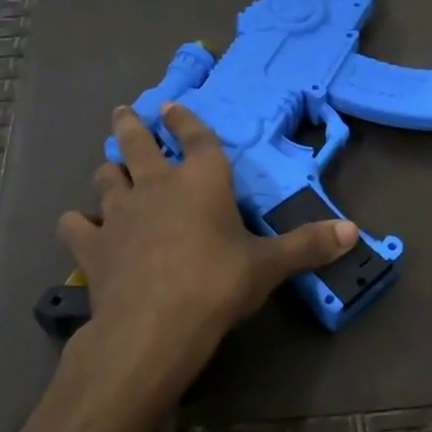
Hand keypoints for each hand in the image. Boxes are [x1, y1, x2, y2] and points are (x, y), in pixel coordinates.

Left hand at [57, 104, 357, 396]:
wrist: (153, 325)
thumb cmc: (217, 284)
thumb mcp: (269, 266)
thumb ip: (308, 245)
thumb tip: (355, 232)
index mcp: (201, 181)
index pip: (195, 138)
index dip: (185, 120)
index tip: (173, 106)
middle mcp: (156, 185)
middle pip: (137, 143)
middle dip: (132, 125)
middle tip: (125, 113)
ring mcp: (117, 213)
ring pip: (106, 177)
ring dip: (109, 170)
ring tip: (110, 168)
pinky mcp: (91, 246)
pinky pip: (76, 224)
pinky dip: (77, 223)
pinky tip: (79, 226)